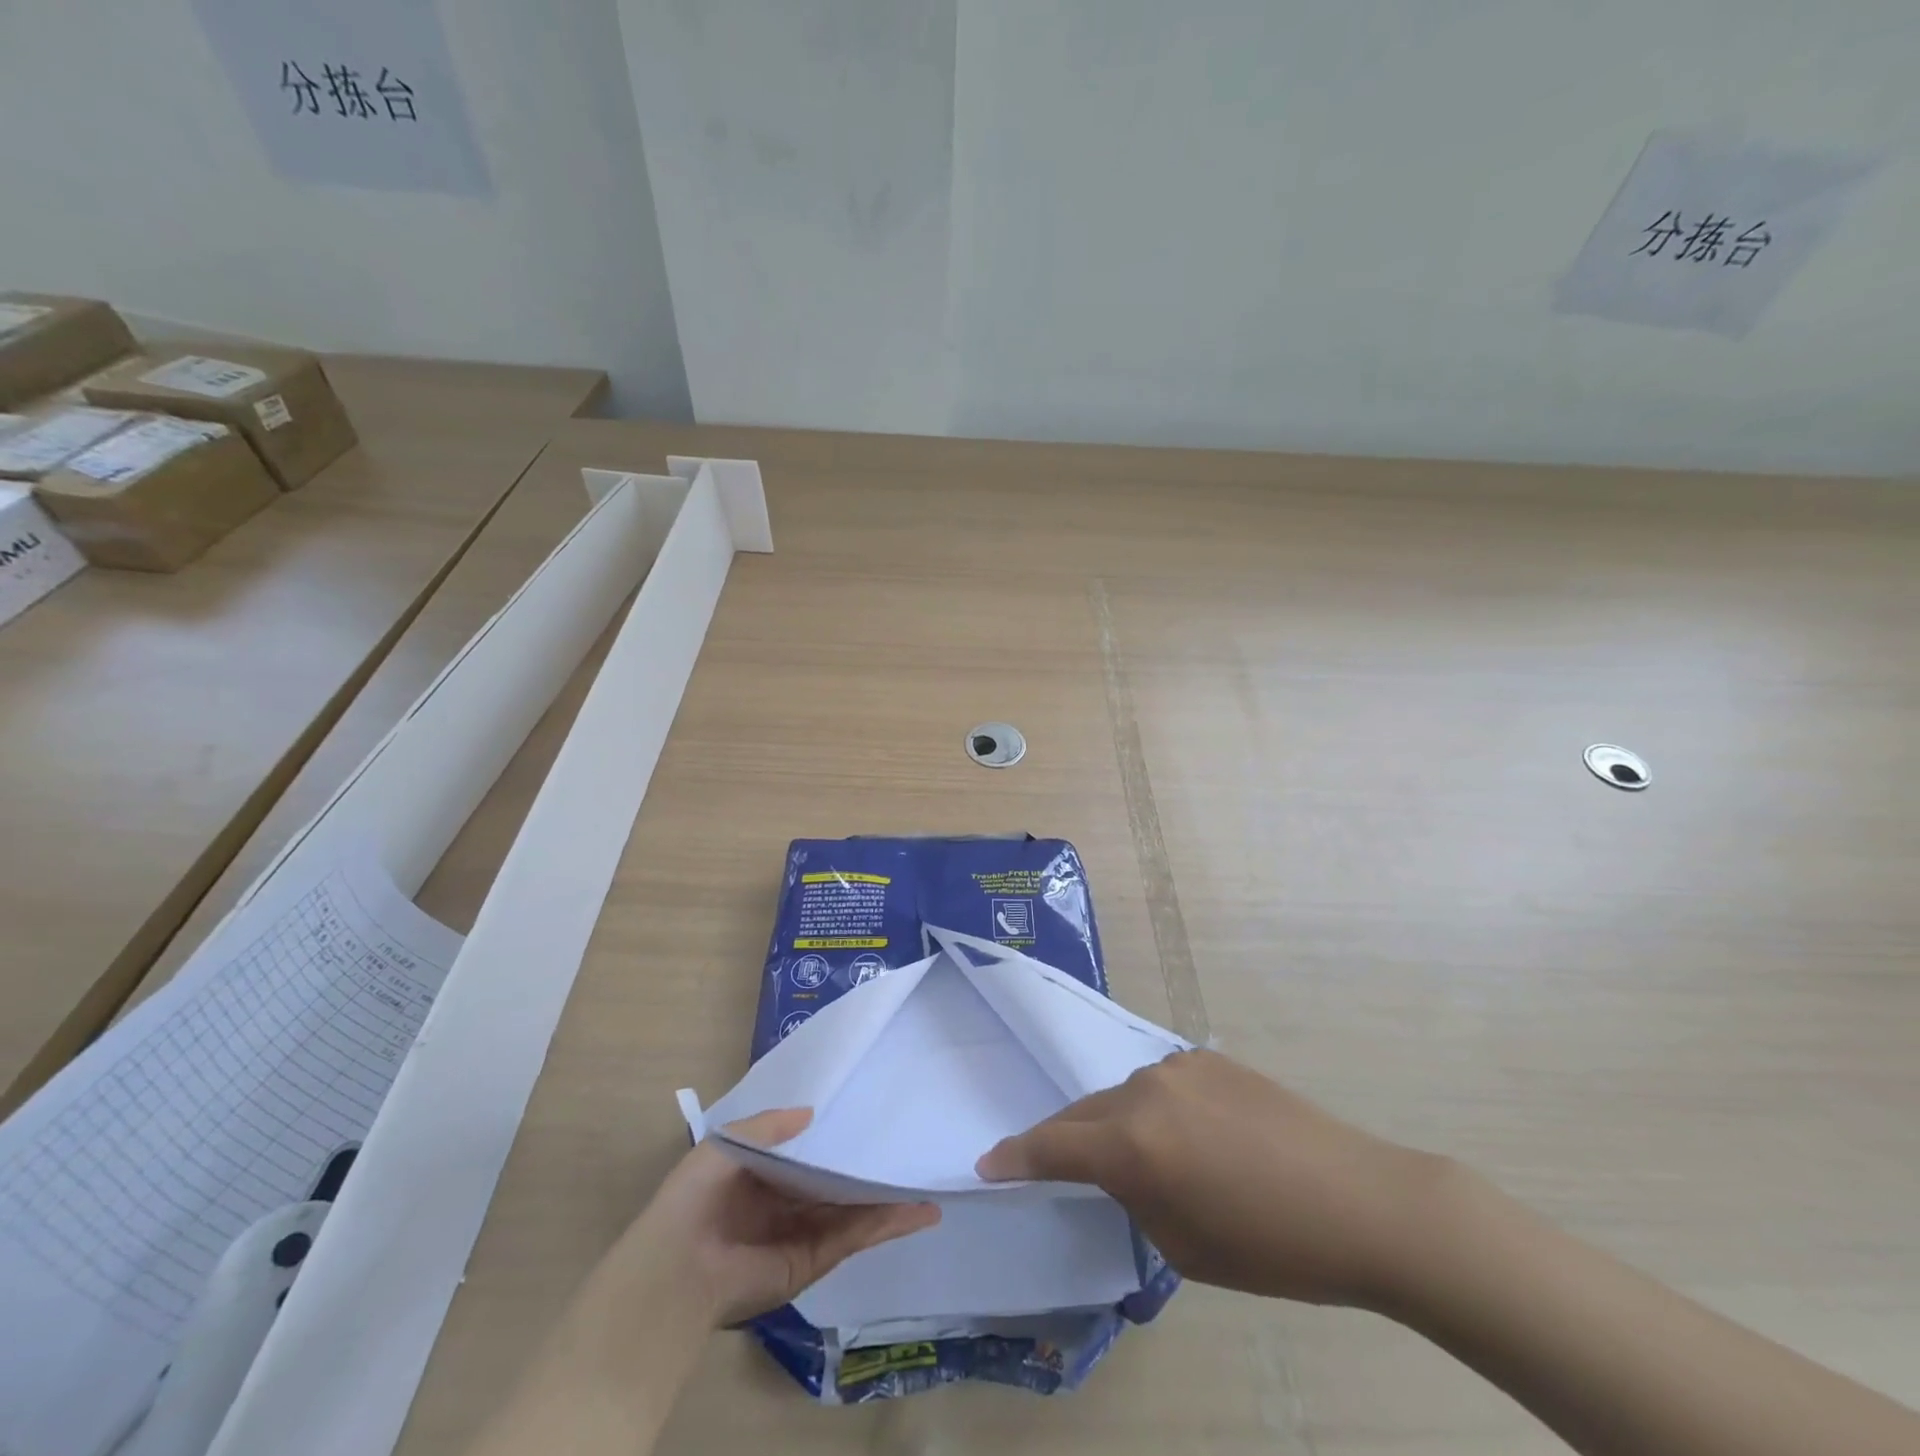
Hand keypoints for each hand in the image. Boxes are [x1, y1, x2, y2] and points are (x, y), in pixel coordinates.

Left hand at [624, 1108, 939, 1325]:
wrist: (677, 1266)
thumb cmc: (696, 1196)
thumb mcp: (727, 1144)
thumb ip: (768, 1126)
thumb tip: (811, 1113)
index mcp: (761, 1179)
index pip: (807, 1157)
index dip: (835, 1140)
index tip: (868, 1121)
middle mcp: (785, 1206)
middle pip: (836, 1185)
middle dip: (868, 1172)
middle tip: (905, 1152)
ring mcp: (802, 1235)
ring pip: (854, 1212)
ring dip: (889, 1201)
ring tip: (927, 1188)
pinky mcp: (813, 1261)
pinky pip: (855, 1236)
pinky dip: (886, 1225)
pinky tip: (916, 1212)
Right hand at [977, 1049, 1445, 1308]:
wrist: (1361, 1201)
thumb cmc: (1271, 1248)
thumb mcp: (1183, 1246)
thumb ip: (1134, 1196)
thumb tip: (1125, 1169)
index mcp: (1133, 1144)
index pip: (1053, 1146)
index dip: (1016, 1156)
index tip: (988, 1163)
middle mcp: (1144, 1091)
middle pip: (1084, 1114)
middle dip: (1064, 1140)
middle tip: (1051, 1165)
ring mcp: (1178, 1066)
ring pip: (1122, 1096)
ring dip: (1115, 1125)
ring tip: (1139, 1159)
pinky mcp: (1208, 1058)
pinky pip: (1161, 1085)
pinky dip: (1156, 1110)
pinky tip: (1188, 1137)